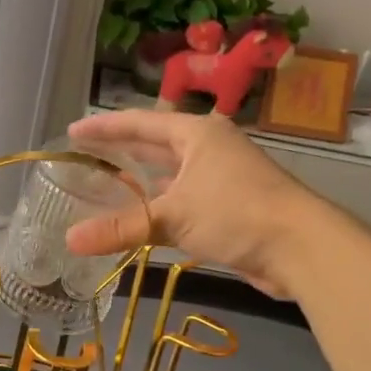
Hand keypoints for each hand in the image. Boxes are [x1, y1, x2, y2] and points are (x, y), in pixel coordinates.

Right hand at [64, 109, 315, 298]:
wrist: (301, 247)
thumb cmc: (236, 213)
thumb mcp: (173, 217)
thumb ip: (120, 228)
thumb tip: (69, 241)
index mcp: (196, 134)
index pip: (140, 123)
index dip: (105, 128)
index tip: (73, 132)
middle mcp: (208, 149)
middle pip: (155, 145)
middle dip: (121, 151)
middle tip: (86, 157)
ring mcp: (220, 178)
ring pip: (169, 176)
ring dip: (140, 183)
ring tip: (104, 187)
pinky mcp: (227, 207)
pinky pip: (181, 201)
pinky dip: (157, 209)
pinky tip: (139, 220)